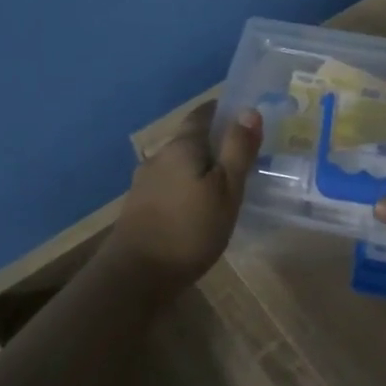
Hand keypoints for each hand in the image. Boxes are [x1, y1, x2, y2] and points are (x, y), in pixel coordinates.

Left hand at [106, 102, 261, 287]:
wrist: (136, 275)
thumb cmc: (190, 229)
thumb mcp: (227, 189)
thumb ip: (238, 150)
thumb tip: (249, 110)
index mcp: (182, 146)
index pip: (202, 114)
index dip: (223, 111)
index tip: (245, 118)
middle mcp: (159, 156)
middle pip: (190, 139)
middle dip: (215, 143)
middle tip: (244, 156)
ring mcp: (145, 182)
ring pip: (179, 164)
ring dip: (200, 167)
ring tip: (225, 183)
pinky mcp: (140, 206)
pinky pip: (170, 185)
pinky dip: (188, 187)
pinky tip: (200, 206)